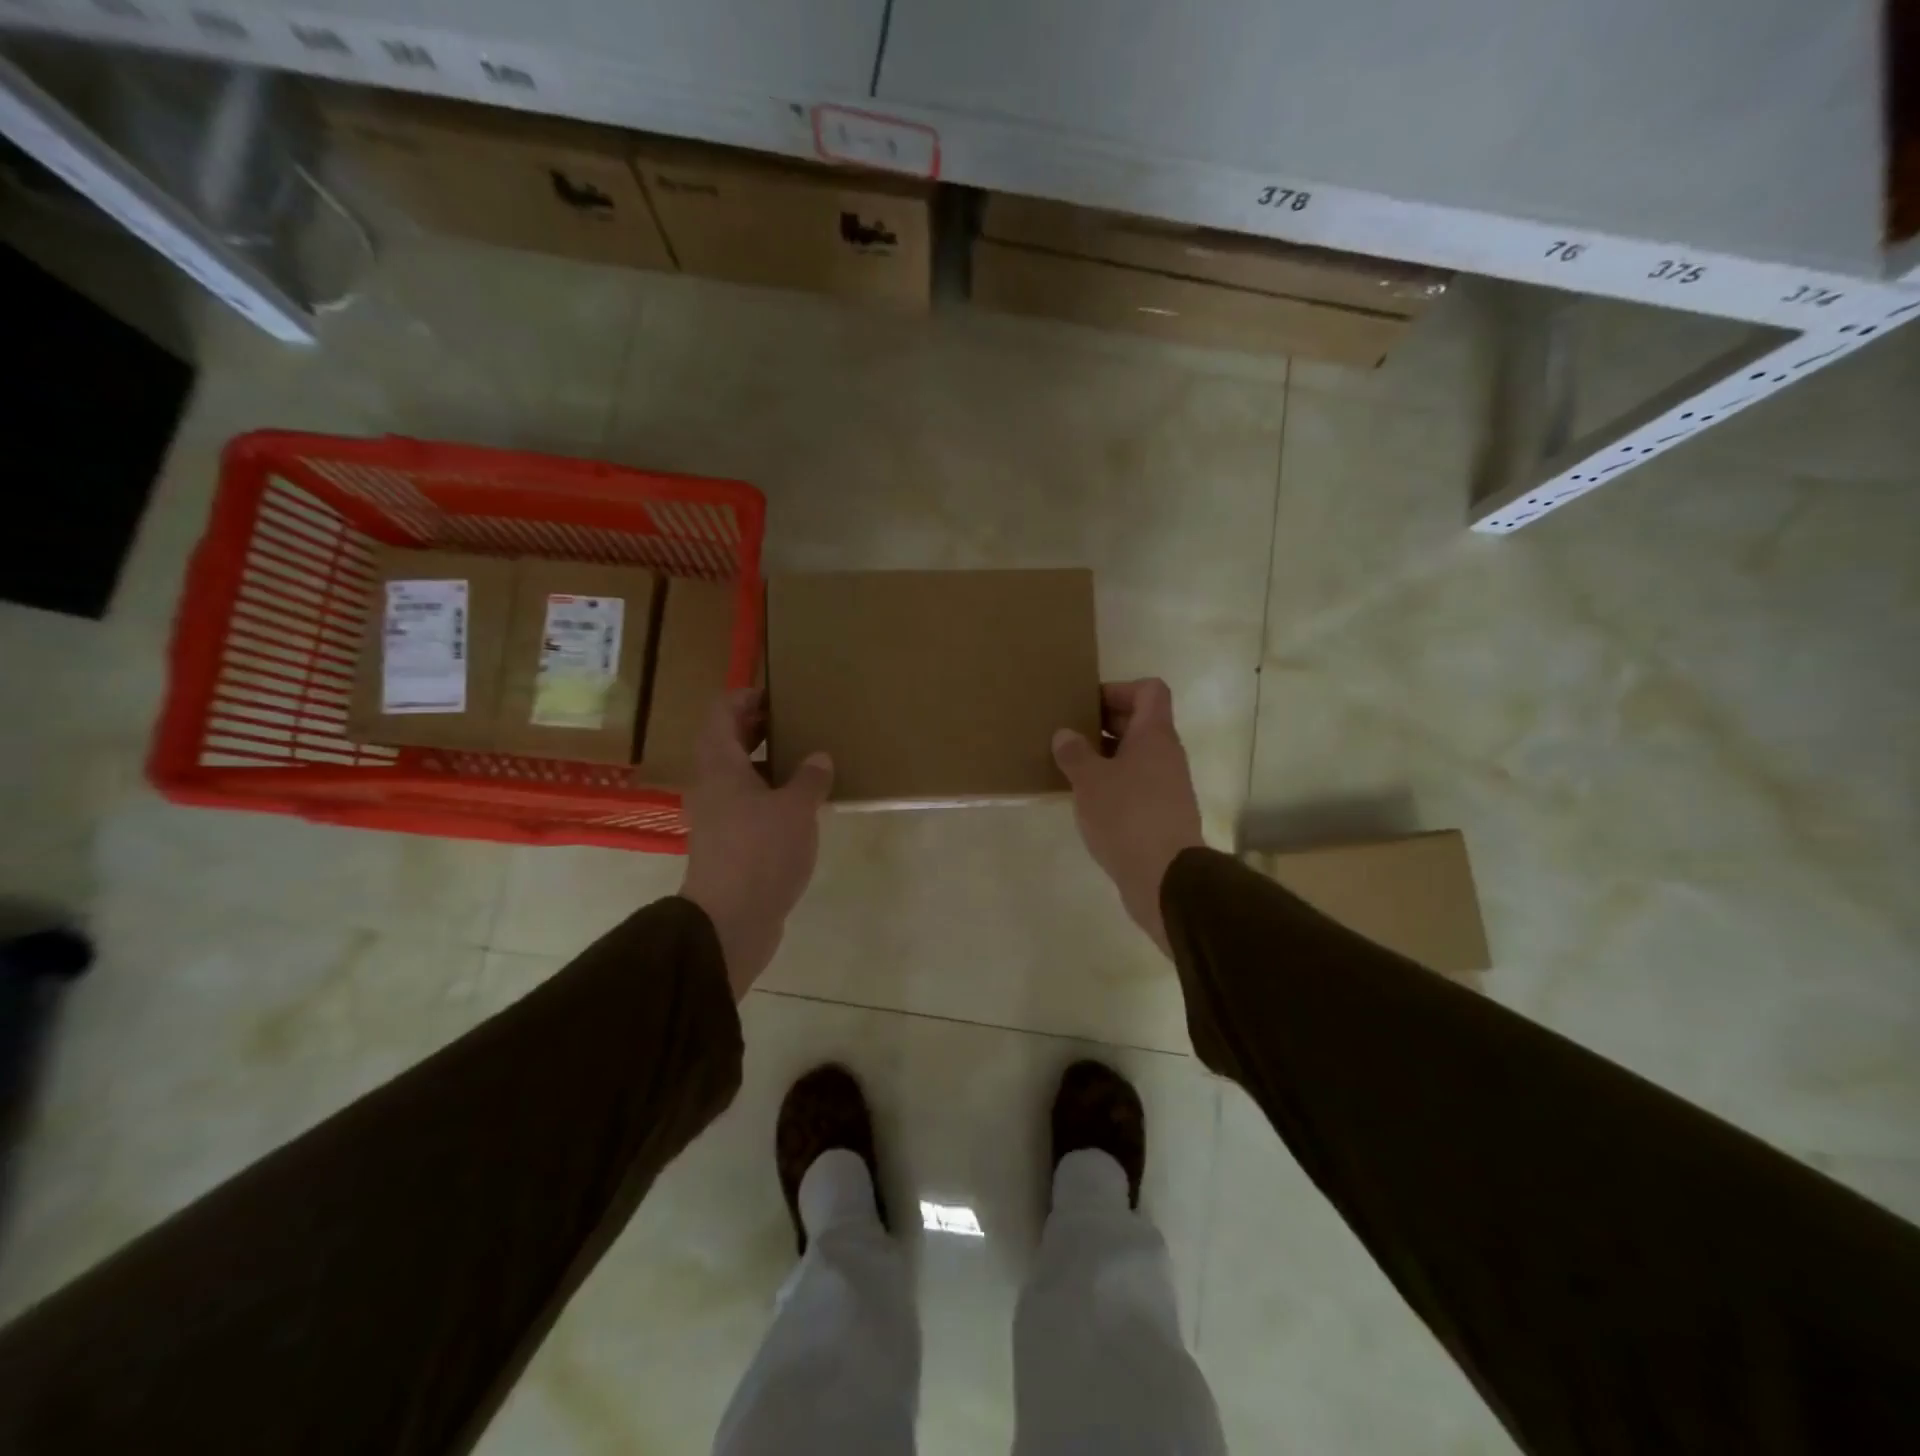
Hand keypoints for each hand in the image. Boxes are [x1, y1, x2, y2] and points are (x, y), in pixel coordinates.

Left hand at [680, 690, 833, 997]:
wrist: (731, 921)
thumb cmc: (761, 852)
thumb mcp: (796, 808)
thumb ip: (810, 778)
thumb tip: (819, 758)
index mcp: (719, 764)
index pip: (722, 712)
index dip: (747, 696)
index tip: (780, 696)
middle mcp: (711, 784)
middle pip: (727, 741)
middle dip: (760, 727)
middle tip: (798, 723)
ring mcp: (716, 816)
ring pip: (738, 775)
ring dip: (767, 763)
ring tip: (806, 760)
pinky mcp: (728, 843)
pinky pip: (746, 804)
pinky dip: (769, 794)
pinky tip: (801, 804)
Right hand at [1052, 678, 1204, 955]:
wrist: (1165, 877)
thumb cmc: (1127, 816)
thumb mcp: (1090, 781)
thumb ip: (1075, 753)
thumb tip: (1065, 735)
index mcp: (1154, 735)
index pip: (1149, 690)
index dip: (1119, 690)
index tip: (1087, 706)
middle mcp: (1166, 754)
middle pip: (1140, 722)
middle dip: (1103, 724)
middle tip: (1069, 734)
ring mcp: (1167, 785)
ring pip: (1135, 756)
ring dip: (1105, 756)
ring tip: (1070, 766)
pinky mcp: (1161, 814)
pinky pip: (1135, 784)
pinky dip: (1112, 784)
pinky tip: (1086, 800)